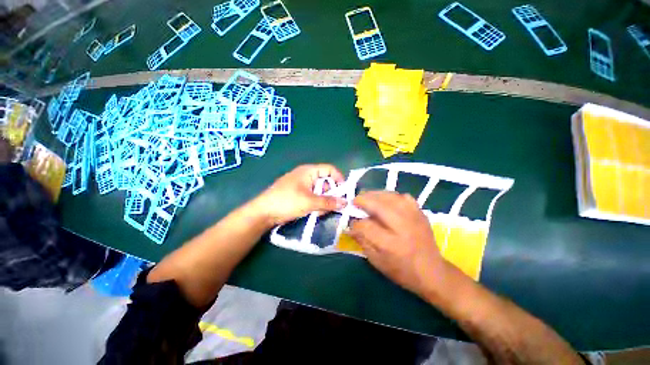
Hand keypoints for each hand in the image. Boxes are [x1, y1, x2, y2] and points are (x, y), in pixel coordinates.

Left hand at [251, 164, 346, 225]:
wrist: (264, 212)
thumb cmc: (287, 201)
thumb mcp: (310, 202)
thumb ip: (329, 202)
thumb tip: (345, 202)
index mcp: (309, 171)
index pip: (329, 169)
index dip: (339, 178)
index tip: (344, 192)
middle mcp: (306, 175)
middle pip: (325, 181)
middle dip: (330, 194)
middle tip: (332, 206)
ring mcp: (302, 185)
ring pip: (320, 191)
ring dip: (323, 201)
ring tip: (320, 211)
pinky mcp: (299, 194)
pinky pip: (313, 196)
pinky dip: (316, 203)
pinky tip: (314, 212)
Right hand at [348, 191, 447, 297]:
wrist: (432, 271)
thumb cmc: (402, 270)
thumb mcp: (377, 262)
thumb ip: (362, 242)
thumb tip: (351, 226)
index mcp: (391, 244)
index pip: (366, 226)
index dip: (355, 223)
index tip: (351, 223)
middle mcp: (403, 227)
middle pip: (379, 206)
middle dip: (363, 200)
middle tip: (355, 201)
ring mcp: (413, 217)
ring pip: (390, 197)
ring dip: (375, 195)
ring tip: (367, 198)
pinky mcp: (420, 213)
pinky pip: (403, 197)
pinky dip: (391, 196)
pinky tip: (386, 201)